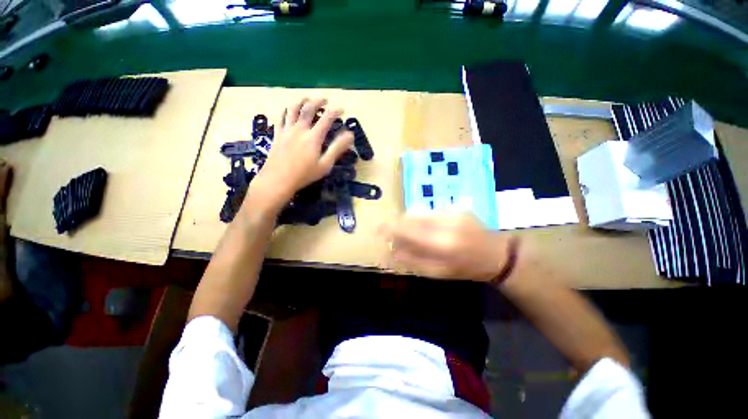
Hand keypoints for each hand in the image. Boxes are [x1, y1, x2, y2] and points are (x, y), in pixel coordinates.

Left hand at [248, 98, 353, 212]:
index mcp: (313, 137)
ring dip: (301, 101)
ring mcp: (287, 130)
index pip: (326, 118)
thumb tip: (350, 135)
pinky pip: (281, 117)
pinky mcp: (277, 134)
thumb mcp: (325, 164)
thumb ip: (337, 148)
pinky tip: (289, 110)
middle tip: (324, 99)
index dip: (335, 111)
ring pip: (293, 109)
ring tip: (307, 98)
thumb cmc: (304, 174)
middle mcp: (300, 129)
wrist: (278, 179)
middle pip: (308, 109)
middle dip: (318, 101)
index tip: (341, 109)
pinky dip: (286, 110)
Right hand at [380, 212, 515, 281]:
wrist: (495, 254)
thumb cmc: (466, 268)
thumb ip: (413, 260)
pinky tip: (429, 227)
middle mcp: (446, 222)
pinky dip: (423, 218)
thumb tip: (393, 250)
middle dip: (399, 224)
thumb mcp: (438, 272)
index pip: (408, 229)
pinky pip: (431, 210)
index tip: (378, 229)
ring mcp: (453, 211)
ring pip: (420, 211)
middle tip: (396, 236)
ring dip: (411, 220)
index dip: (390, 227)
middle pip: (411, 216)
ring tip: (413, 232)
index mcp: (442, 243)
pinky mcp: (457, 206)